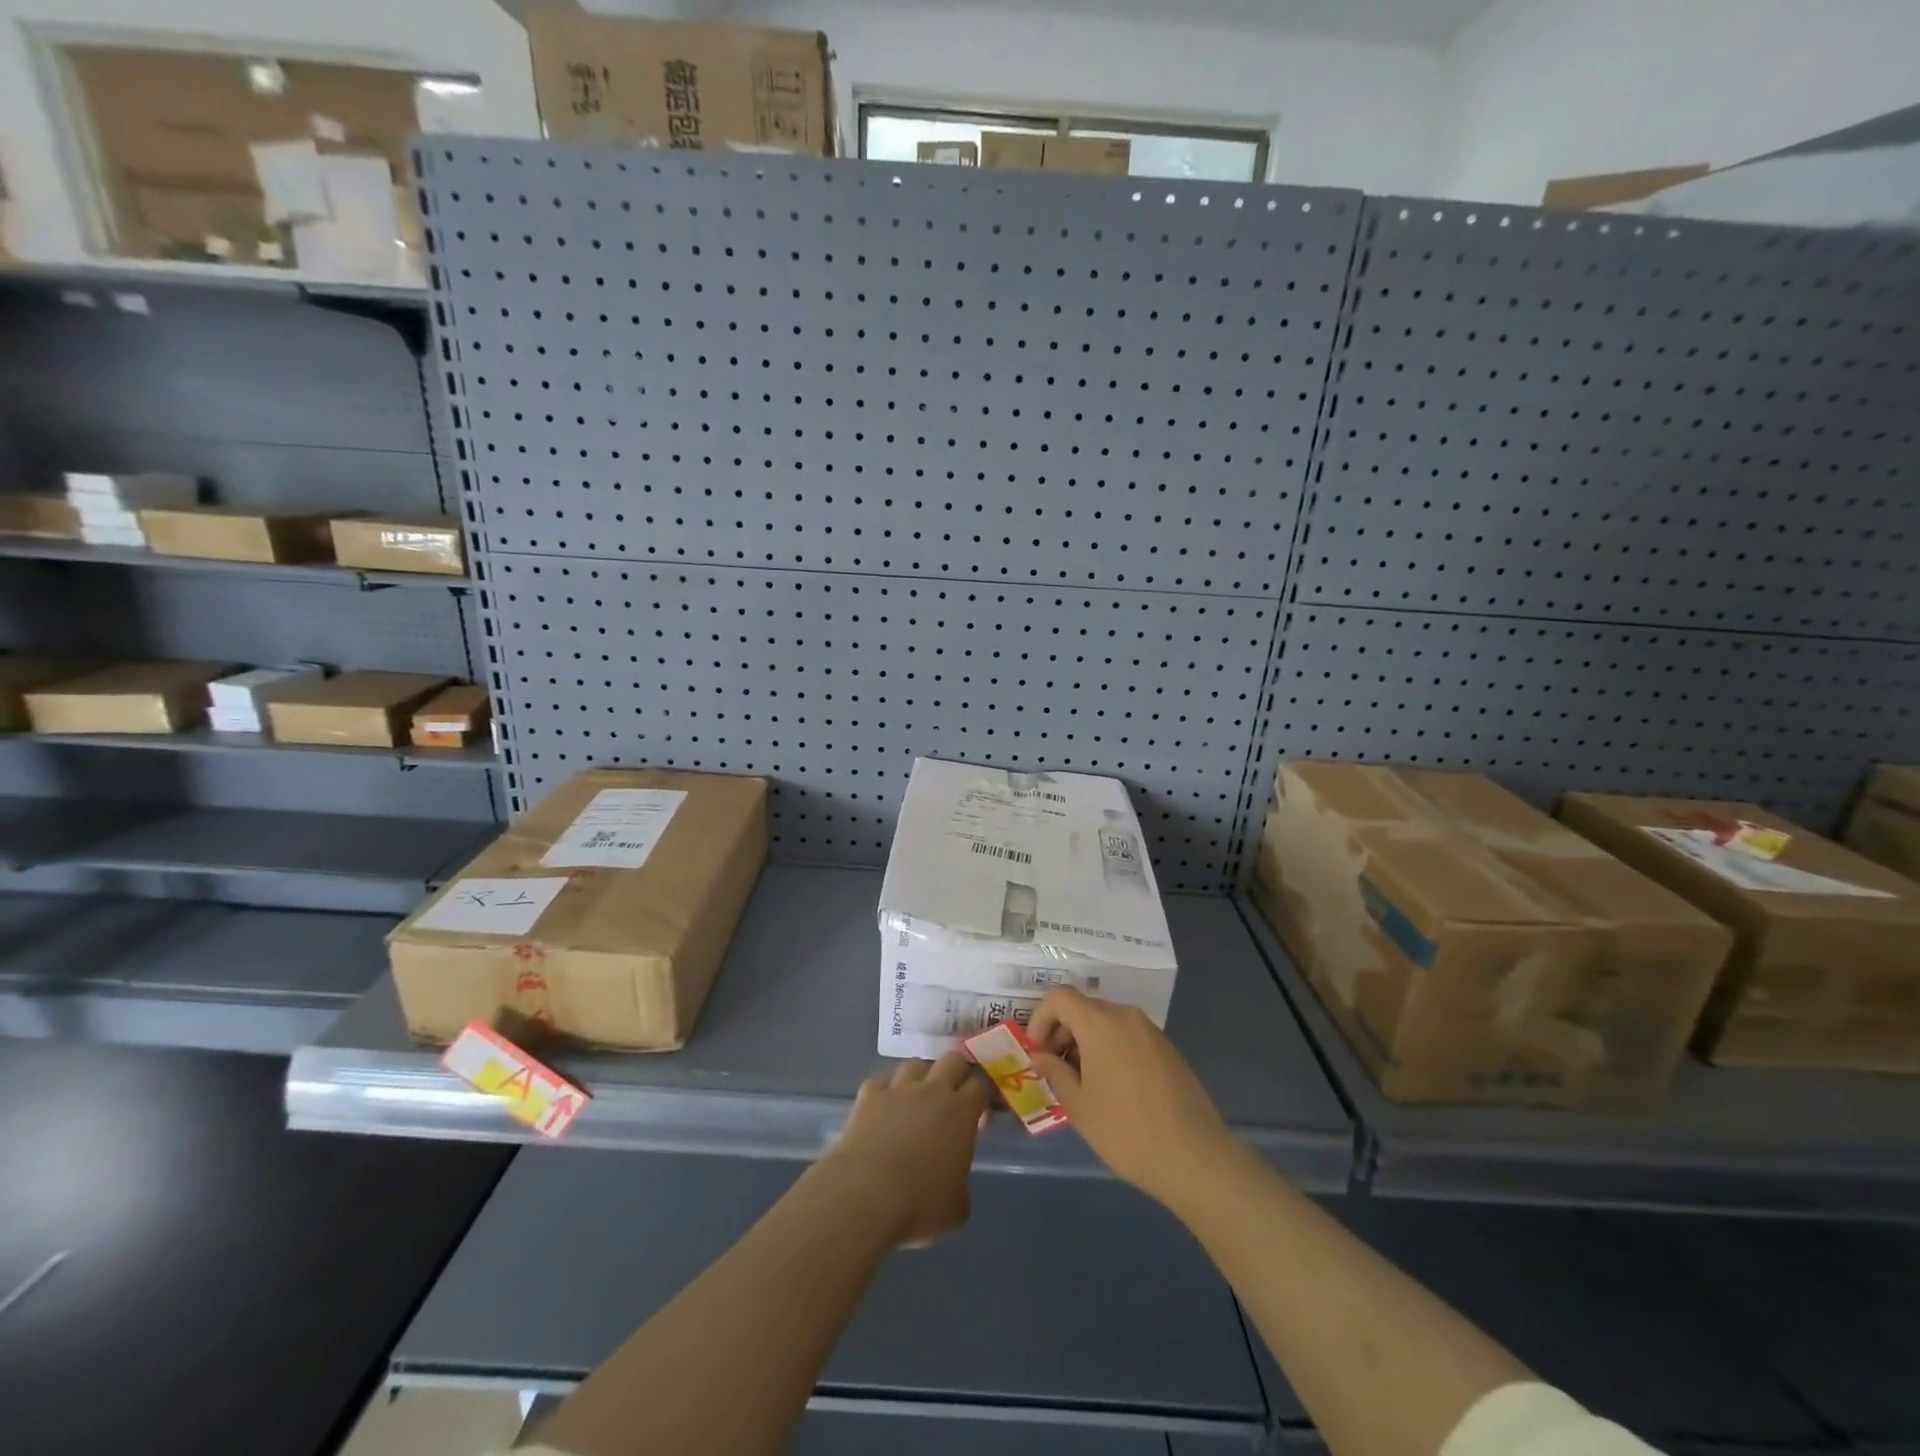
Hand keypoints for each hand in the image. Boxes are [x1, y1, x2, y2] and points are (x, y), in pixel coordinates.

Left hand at [823, 1053, 990, 1247]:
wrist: (865, 1194)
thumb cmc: (919, 1203)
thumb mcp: (955, 1209)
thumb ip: (961, 1189)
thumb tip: (956, 1188)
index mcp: (961, 1113)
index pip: (982, 1085)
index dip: (984, 1094)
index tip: (981, 1111)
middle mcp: (932, 1091)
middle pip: (953, 1059)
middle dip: (957, 1071)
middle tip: (954, 1095)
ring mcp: (898, 1089)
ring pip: (915, 1064)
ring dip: (920, 1077)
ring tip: (916, 1098)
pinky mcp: (869, 1095)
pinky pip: (880, 1083)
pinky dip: (883, 1092)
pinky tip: (881, 1109)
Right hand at [1027, 987, 1233, 1206]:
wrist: (1194, 1157)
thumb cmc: (1126, 1131)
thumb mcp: (1079, 1106)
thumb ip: (1055, 1072)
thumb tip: (1040, 1056)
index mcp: (1100, 1023)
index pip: (1059, 997)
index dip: (1040, 1019)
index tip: (1037, 1052)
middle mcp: (1126, 1016)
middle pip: (1083, 1008)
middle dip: (1062, 1032)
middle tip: (1055, 1070)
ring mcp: (1151, 1031)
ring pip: (1107, 1022)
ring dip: (1086, 1042)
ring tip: (1083, 1083)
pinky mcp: (1168, 1049)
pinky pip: (1128, 1036)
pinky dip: (1110, 1049)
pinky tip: (1113, 1088)